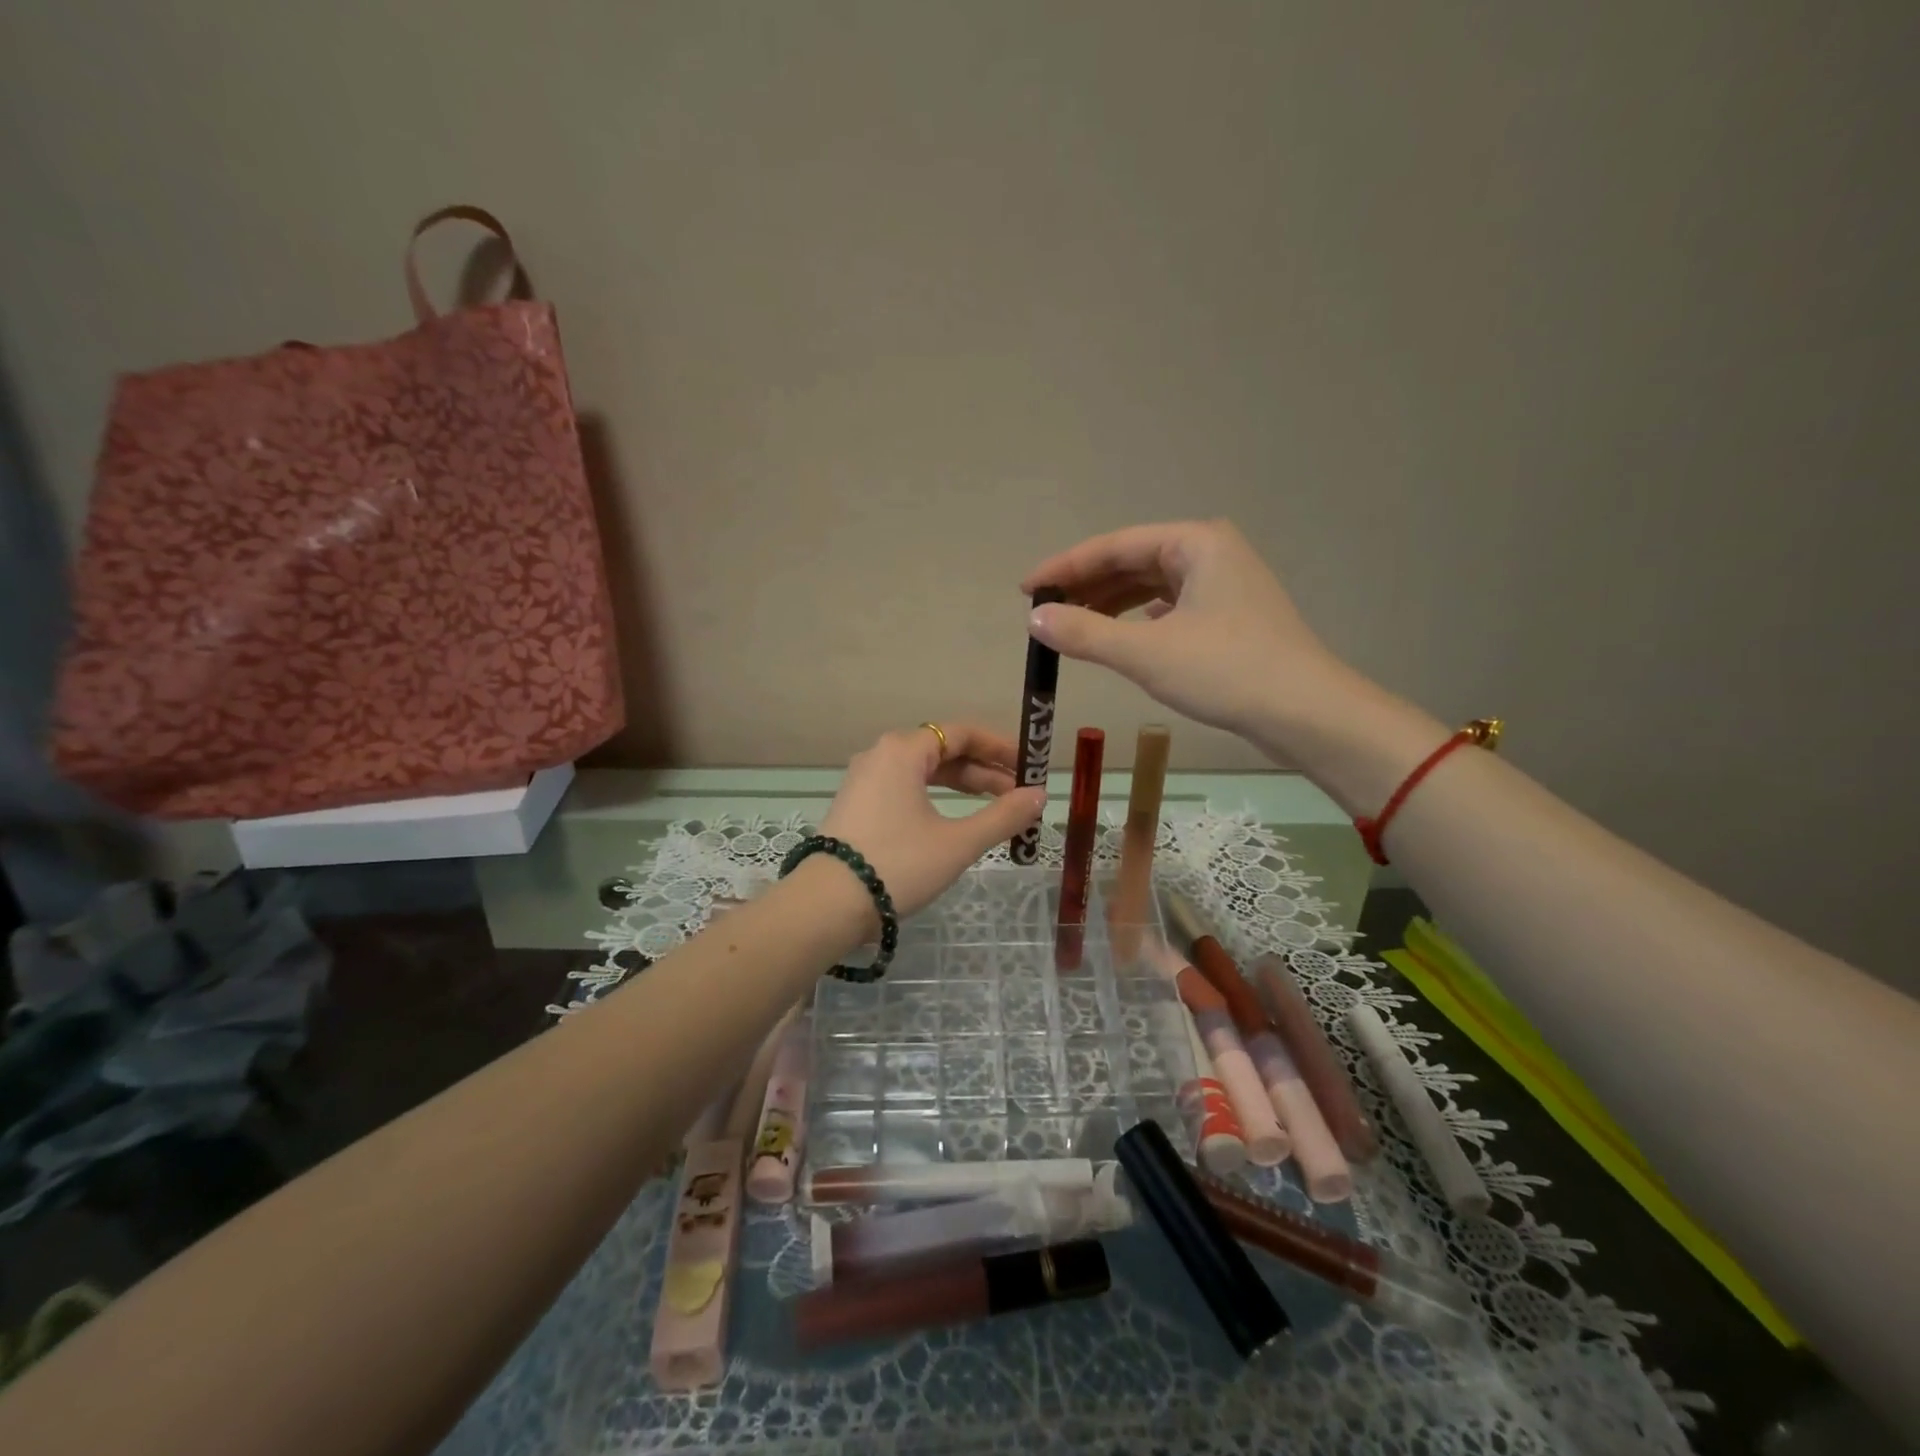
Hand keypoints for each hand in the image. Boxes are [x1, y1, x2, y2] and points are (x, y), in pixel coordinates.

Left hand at [819, 723, 1046, 921]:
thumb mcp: (957, 842)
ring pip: (923, 772)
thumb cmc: (898, 864)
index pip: (961, 733)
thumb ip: (1002, 816)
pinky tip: (952, 821)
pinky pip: (904, 789)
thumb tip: (1038, 796)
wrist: (827, 905)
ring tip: (994, 807)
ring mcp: (864, 781)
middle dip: (984, 771)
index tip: (1028, 767)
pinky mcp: (856, 806)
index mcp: (903, 750)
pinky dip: (934, 798)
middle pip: (942, 751)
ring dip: (960, 786)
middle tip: (1018, 794)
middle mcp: (880, 755)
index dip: (1000, 747)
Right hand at [1021, 519, 1346, 743]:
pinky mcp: (1231, 615)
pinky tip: (1123, 633)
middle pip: (1133, 561)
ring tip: (1073, 624)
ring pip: (1152, 585)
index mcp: (1195, 542)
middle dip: (1087, 586)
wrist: (1306, 713)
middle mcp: (1211, 552)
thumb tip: (1035, 618)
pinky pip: (1171, 605)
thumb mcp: (1146, 653)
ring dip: (1111, 603)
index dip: (1065, 568)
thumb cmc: (1226, 672)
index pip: (1113, 546)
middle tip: (1044, 611)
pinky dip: (1139, 618)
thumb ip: (1085, 633)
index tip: (1025, 590)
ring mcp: (1225, 583)